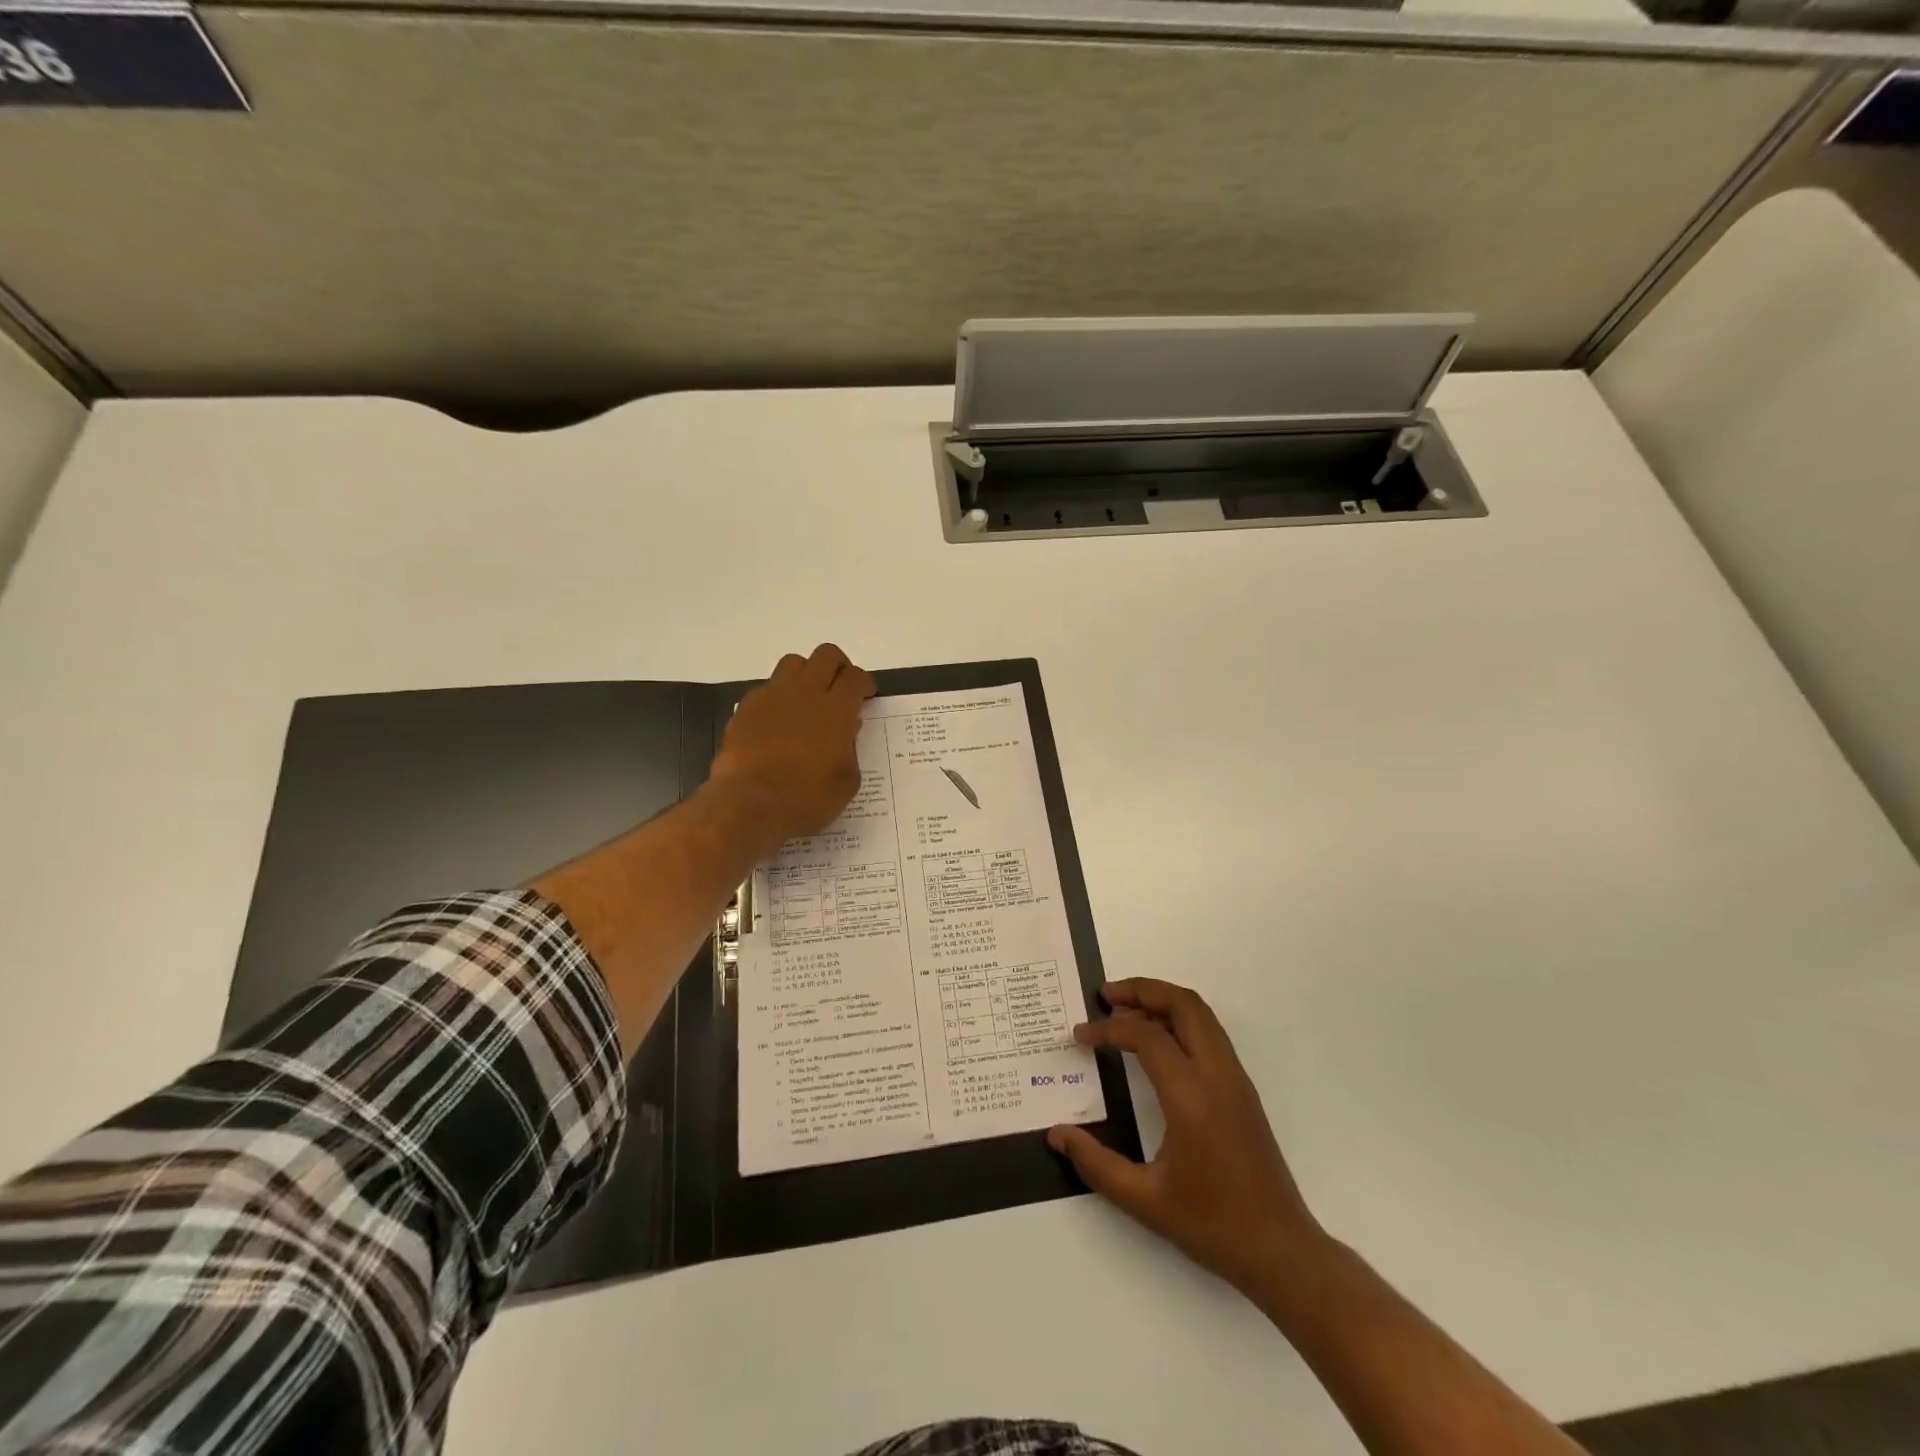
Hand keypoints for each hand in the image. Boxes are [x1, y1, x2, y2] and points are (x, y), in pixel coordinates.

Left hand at [706, 643, 875, 849]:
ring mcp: (772, 696)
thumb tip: (846, 730)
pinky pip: (766, 688)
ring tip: (807, 699)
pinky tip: (777, 721)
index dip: (864, 683)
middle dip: (838, 666)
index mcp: (837, 710)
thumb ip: (850, 749)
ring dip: (806, 674)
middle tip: (840, 688)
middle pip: (826, 655)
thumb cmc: (807, 798)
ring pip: (793, 663)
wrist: (749, 804)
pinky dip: (778, 697)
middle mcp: (806, 692)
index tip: (865, 696)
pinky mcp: (745, 707)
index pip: (855, 677)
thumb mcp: (846, 781)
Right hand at [1049, 978, 1328, 1301]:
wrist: (1281, 1251)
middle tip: (1106, 996)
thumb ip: (1096, 1163)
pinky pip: (1210, 1033)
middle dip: (1141, 990)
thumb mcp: (1144, 1200)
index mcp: (1191, 1096)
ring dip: (1162, 1001)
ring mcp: (1235, 1079)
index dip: (1107, 1029)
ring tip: (1126, 1010)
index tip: (1080, 1035)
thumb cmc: (1212, 1225)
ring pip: (1200, 1014)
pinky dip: (1179, 1019)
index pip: (1146, 1036)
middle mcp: (1217, 1075)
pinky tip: (1156, 1041)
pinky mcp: (1242, 1089)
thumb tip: (1056, 1133)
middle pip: (1182, 1004)